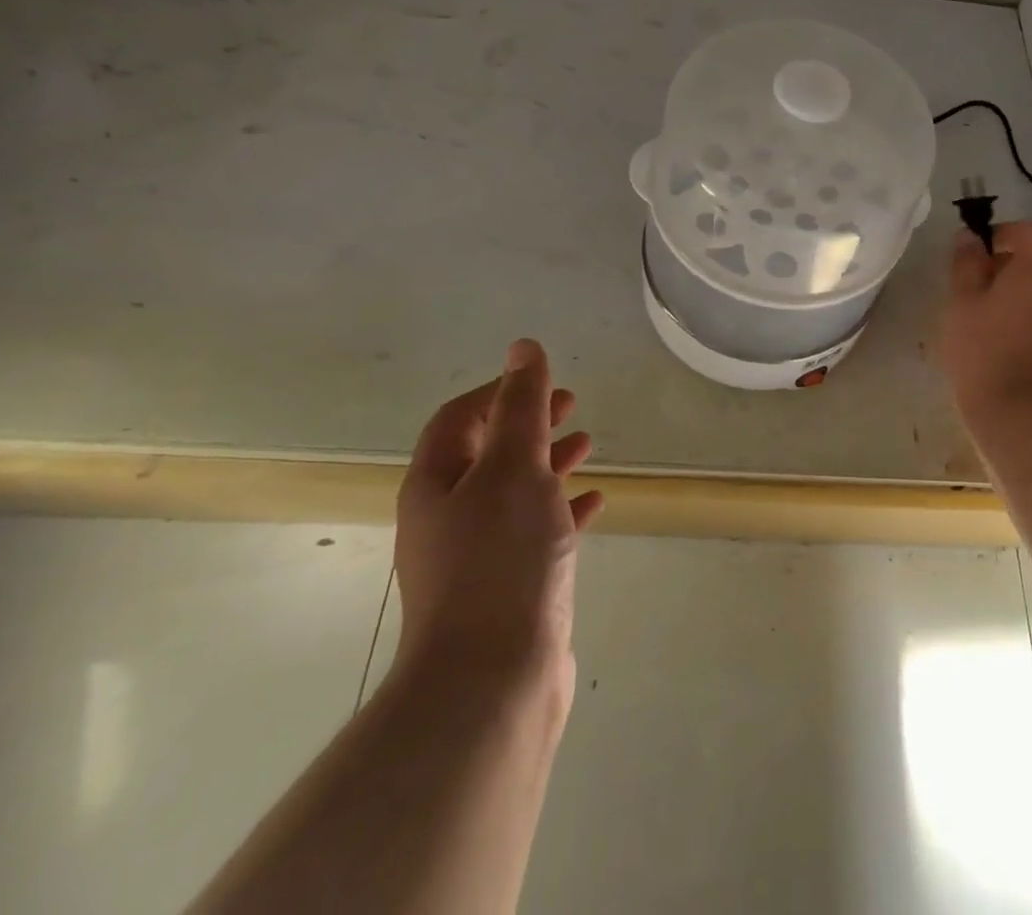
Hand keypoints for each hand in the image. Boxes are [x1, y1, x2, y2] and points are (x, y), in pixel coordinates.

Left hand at [394, 339, 604, 696]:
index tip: (544, 382)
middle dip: (528, 423)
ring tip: (588, 445)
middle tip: (572, 406)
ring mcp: (476, 557)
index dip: (499, 391)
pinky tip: (595, 503)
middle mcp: (448, 517)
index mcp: (436, 485)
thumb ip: (521, 407)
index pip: (458, 418)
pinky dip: (563, 509)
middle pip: (487, 453)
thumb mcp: (514, 469)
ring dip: (548, 463)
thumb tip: (522, 348)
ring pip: (514, 492)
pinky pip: (536, 532)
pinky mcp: (508, 588)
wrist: (493, 684)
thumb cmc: (501, 561)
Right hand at [942, 221, 1031, 415]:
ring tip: (997, 322)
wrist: (1026, 417)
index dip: (1008, 234)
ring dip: (1031, 299)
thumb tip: (970, 237)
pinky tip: (1020, 348)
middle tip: (983, 289)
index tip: (982, 251)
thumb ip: (966, 265)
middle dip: (1017, 268)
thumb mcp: (962, 304)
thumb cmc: (985, 351)